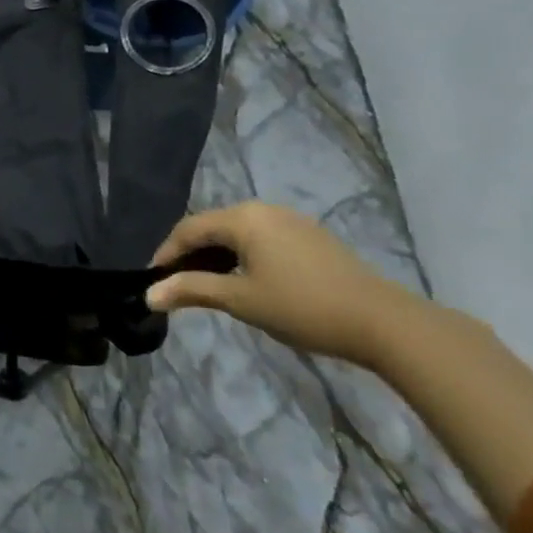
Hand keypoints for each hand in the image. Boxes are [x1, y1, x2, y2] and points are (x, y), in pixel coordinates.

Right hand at [144, 202, 423, 365]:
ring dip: (216, 256)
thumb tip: (148, 294)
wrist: (384, 322)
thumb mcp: (241, 300)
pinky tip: (246, 281)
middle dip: (190, 255)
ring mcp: (290, 221)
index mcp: (242, 218)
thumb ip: (192, 291)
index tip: (154, 282)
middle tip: (178, 286)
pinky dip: (242, 256)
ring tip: (208, 286)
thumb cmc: (303, 307)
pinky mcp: (310, 237)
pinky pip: (261, 238)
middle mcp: (263, 210)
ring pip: (237, 233)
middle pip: (212, 227)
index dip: (166, 254)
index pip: (188, 229)